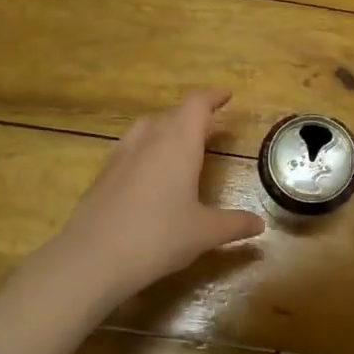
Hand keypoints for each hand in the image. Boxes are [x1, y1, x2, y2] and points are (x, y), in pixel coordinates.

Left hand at [39, 89, 265, 305]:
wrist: (93, 258)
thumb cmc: (158, 237)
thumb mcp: (204, 233)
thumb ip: (234, 225)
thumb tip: (259, 225)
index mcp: (178, 142)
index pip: (197, 105)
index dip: (213, 97)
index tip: (226, 95)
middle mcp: (148, 139)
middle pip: (172, 114)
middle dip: (192, 117)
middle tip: (210, 128)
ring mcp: (121, 154)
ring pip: (147, 128)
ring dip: (167, 130)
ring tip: (180, 147)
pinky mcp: (103, 174)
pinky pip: (131, 149)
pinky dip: (147, 151)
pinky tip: (151, 175)